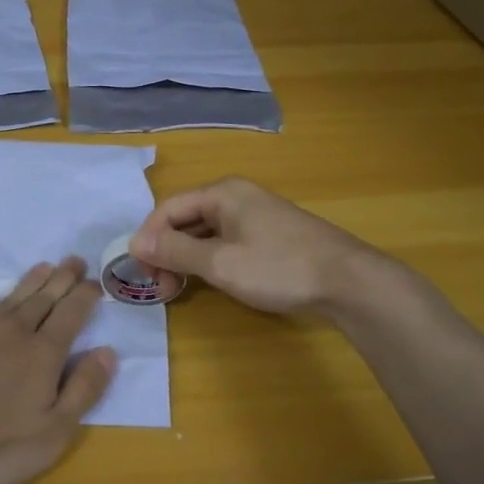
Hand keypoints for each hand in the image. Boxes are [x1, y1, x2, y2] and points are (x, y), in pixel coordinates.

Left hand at [0, 257, 116, 483]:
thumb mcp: (53, 432)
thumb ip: (84, 389)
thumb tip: (108, 351)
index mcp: (42, 353)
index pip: (71, 314)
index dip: (86, 296)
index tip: (96, 282)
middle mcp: (11, 331)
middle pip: (43, 298)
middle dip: (62, 279)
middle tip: (75, 260)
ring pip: (8, 298)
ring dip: (28, 281)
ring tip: (43, 266)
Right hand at [130, 177, 387, 314]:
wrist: (349, 281)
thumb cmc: (279, 268)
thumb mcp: (220, 263)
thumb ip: (176, 251)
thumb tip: (135, 242)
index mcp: (222, 193)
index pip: (168, 209)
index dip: (148, 239)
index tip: (140, 273)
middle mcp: (236, 196)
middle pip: (185, 219)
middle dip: (166, 251)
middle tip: (159, 287)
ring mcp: (255, 215)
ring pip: (205, 232)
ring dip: (186, 258)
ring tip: (177, 289)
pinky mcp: (269, 235)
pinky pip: (225, 241)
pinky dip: (208, 259)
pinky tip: (207, 281)